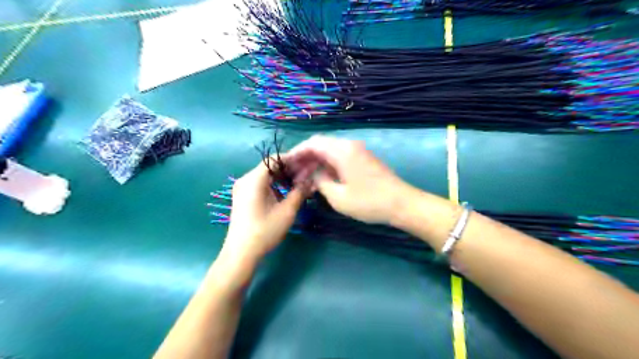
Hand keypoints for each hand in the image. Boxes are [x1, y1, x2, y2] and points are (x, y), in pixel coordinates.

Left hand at [223, 161, 308, 261]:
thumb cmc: (265, 231)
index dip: (292, 159)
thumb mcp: (287, 211)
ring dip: (282, 177)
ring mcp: (242, 188)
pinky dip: (274, 185)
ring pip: (265, 175)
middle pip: (269, 166)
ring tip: (299, 182)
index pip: (274, 159)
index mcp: (254, 179)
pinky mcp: (242, 197)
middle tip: (306, 174)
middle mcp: (245, 179)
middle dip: (289, 169)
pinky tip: (286, 192)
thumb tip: (312, 179)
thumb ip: (300, 191)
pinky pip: (260, 184)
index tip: (307, 163)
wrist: (241, 253)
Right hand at [287, 135, 411, 223]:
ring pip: (329, 153)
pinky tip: (321, 181)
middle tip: (293, 175)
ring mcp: (357, 152)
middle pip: (320, 146)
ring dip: (316, 164)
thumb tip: (314, 174)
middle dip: (305, 159)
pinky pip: (339, 159)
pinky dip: (327, 167)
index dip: (297, 152)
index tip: (285, 163)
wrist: (401, 204)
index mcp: (342, 151)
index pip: (313, 143)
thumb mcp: (338, 197)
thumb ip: (320, 182)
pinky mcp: (362, 160)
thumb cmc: (369, 202)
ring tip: (303, 181)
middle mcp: (349, 146)